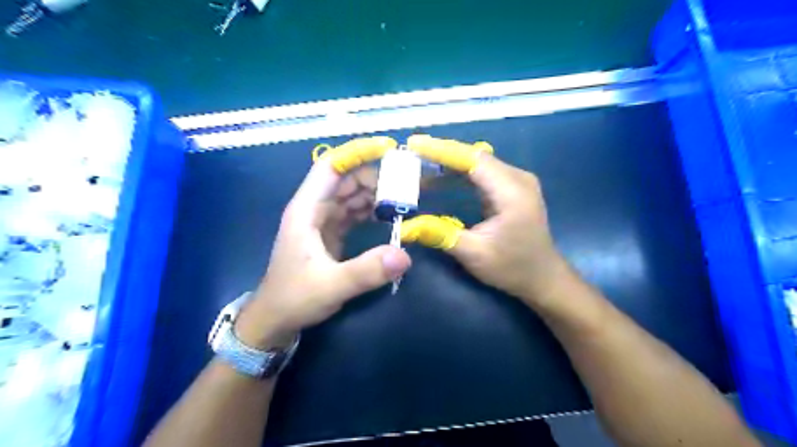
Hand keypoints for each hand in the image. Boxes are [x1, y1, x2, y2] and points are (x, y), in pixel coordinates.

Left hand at [233, 139, 409, 349]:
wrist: (275, 320)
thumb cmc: (294, 298)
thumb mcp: (331, 286)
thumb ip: (367, 271)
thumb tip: (405, 255)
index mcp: (306, 210)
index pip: (331, 167)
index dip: (357, 153)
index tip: (387, 148)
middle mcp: (314, 209)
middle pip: (347, 180)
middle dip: (375, 176)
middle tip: (407, 181)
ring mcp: (322, 222)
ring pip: (352, 196)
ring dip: (376, 193)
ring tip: (405, 196)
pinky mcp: (330, 235)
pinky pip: (354, 213)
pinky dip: (371, 210)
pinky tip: (389, 215)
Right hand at [405, 135, 565, 306]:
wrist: (543, 277)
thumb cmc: (512, 267)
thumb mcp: (474, 254)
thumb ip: (440, 235)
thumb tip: (406, 226)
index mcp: (512, 192)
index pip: (473, 160)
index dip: (442, 150)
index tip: (414, 144)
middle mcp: (517, 178)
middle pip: (475, 155)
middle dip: (442, 154)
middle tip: (411, 154)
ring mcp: (516, 181)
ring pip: (478, 161)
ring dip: (450, 162)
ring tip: (420, 164)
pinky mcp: (512, 187)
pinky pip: (482, 171)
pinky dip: (460, 171)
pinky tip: (441, 177)